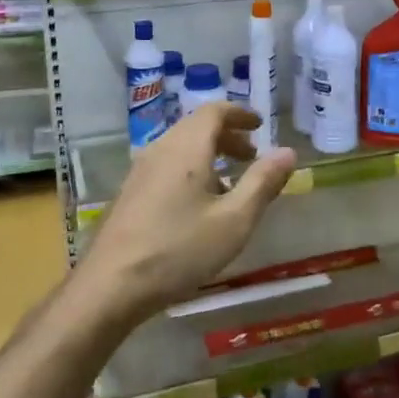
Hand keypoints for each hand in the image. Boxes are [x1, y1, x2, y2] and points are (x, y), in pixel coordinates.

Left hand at [79, 103, 295, 317]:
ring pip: (181, 148)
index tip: (260, 125)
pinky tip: (199, 206)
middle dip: (228, 136)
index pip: (215, 111)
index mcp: (187, 148)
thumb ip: (263, 182)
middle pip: (197, 127)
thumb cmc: (179, 250)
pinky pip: (167, 166)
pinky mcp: (130, 193)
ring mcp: (141, 171)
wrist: (110, 286)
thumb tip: (288, 152)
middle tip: (252, 156)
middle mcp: (161, 149)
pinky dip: (191, 170)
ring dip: (210, 155)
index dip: (240, 113)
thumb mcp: (234, 220)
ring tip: (231, 184)